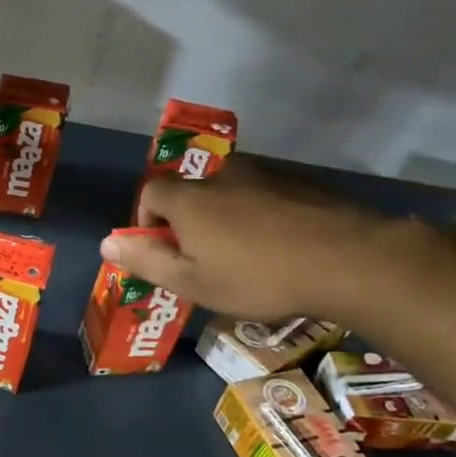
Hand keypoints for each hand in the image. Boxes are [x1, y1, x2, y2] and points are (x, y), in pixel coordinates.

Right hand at [104, 162, 391, 321]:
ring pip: (230, 193)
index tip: (163, 250)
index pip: (149, 192)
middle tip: (205, 259)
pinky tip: (281, 246)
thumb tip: (106, 243)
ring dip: (227, 218)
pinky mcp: (301, 181)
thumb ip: (146, 261)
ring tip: (246, 255)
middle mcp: (222, 175)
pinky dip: (261, 215)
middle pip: (190, 192)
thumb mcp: (193, 282)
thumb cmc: (258, 277)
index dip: (147, 220)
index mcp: (190, 199)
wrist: (350, 260)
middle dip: (189, 222)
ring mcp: (265, 174)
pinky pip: (265, 195)